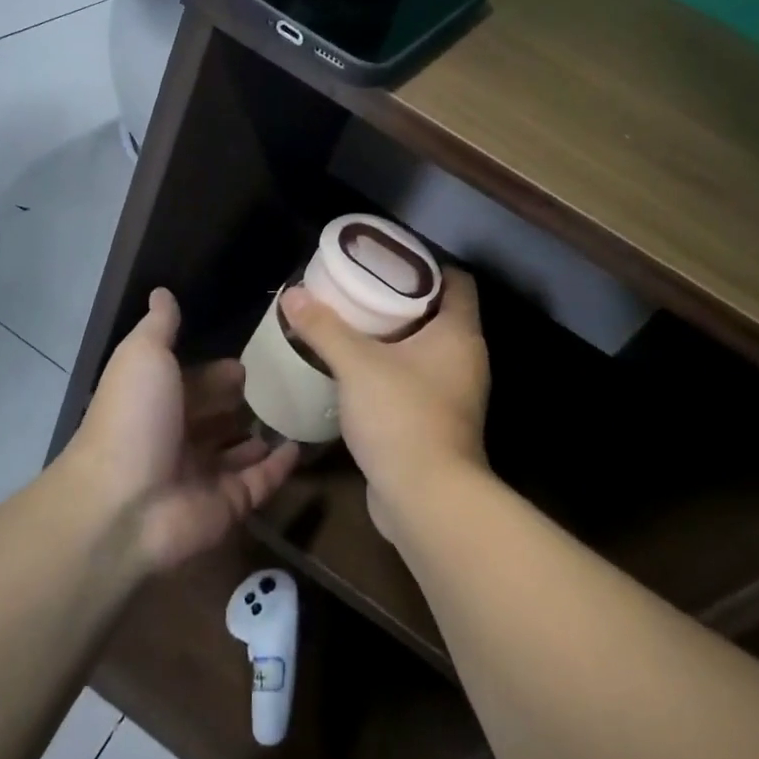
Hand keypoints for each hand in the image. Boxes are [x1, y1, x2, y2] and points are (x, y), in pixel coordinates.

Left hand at [64, 289, 299, 571]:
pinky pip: (259, 482)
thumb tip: (162, 292)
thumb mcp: (143, 356)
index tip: (253, 361)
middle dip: (244, 402)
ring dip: (263, 434)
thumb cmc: (135, 418)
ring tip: (301, 411)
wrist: (123, 504)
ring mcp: (203, 475)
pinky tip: (300, 446)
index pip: (194, 383)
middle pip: (217, 417)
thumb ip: (160, 326)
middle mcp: (178, 439)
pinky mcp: (227, 505)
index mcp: (157, 403)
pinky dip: (279, 466)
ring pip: (239, 451)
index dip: (218, 373)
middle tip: (287, 383)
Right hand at [279, 268, 489, 538]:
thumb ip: (324, 327)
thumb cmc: (401, 415)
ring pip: (425, 351)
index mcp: (459, 334)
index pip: (457, 281)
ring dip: (394, 339)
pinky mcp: (439, 422)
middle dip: (400, 300)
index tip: (387, 261)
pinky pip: (416, 382)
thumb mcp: (356, 364)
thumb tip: (293, 293)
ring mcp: (455, 394)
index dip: (426, 265)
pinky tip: (358, 372)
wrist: (426, 498)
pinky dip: (392, 371)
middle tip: (359, 290)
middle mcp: (466, 360)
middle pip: (438, 314)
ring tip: (352, 326)